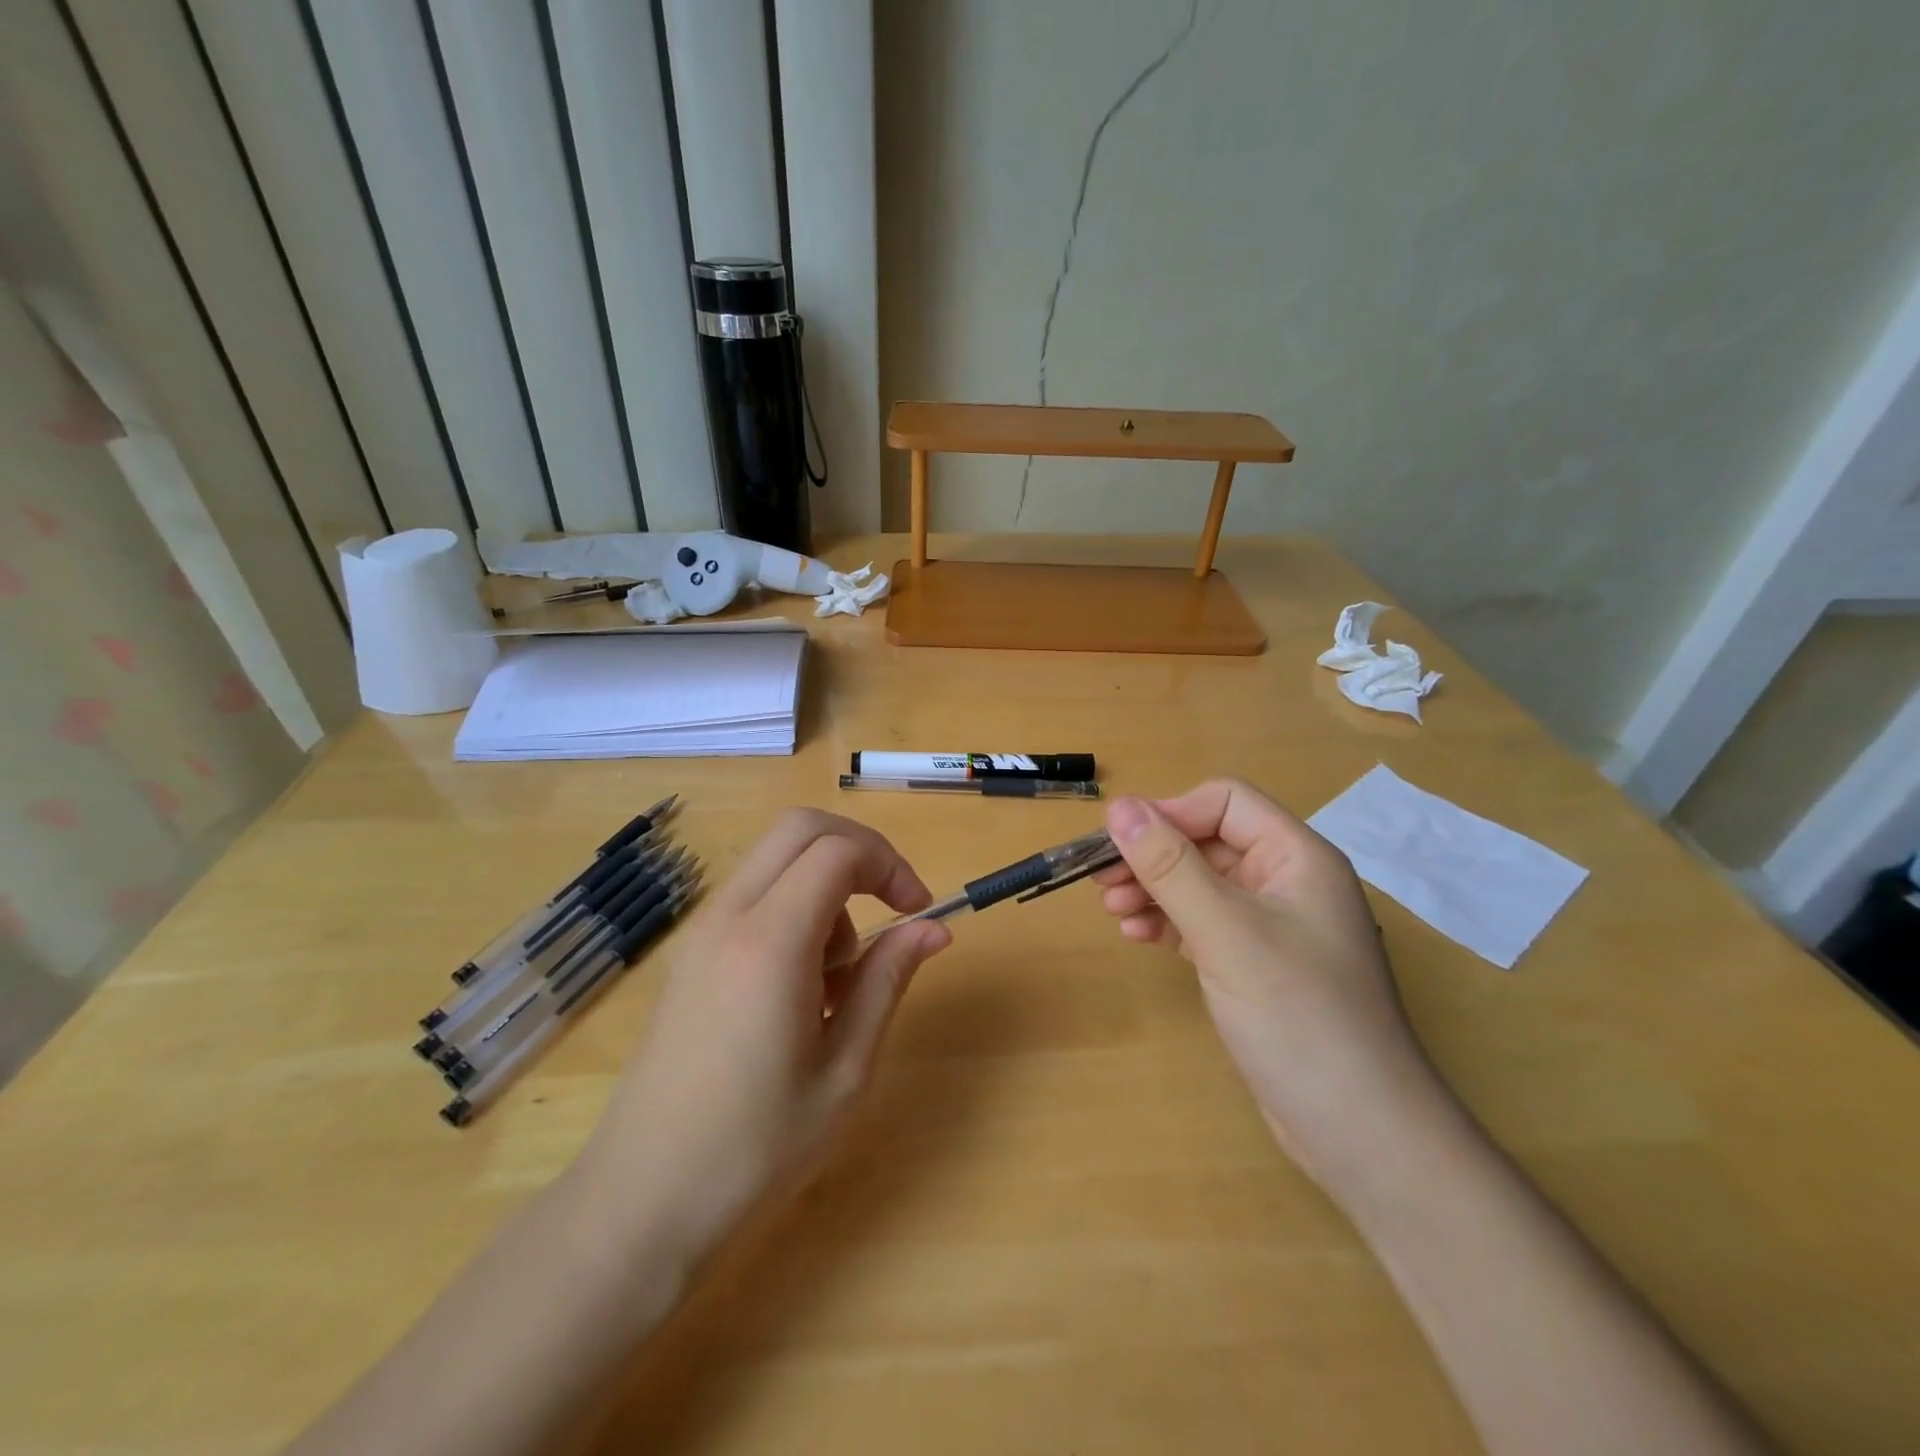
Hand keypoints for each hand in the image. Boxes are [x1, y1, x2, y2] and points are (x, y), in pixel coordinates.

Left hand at [574, 810, 950, 1266]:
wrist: (639, 1205)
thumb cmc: (754, 1149)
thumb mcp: (845, 1070)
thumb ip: (888, 980)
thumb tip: (933, 929)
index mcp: (770, 941)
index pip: (837, 851)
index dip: (890, 865)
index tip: (918, 911)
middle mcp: (728, 918)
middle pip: (799, 829)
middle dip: (859, 851)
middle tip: (891, 906)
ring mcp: (700, 933)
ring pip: (775, 858)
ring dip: (824, 885)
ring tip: (837, 976)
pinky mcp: (689, 954)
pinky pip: (753, 895)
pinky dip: (792, 907)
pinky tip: (799, 986)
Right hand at [1096, 781, 1450, 1195]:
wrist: (1359, 1133)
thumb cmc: (1297, 1016)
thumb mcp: (1226, 932)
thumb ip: (1170, 866)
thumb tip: (1120, 808)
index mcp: (1296, 857)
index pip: (1225, 802)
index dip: (1171, 813)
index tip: (1119, 844)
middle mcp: (1287, 882)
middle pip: (1208, 841)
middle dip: (1153, 856)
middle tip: (1099, 881)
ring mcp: (1273, 926)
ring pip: (1201, 883)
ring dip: (1154, 888)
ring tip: (1112, 910)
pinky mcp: (1257, 965)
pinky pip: (1204, 923)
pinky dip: (1168, 922)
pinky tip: (1137, 935)